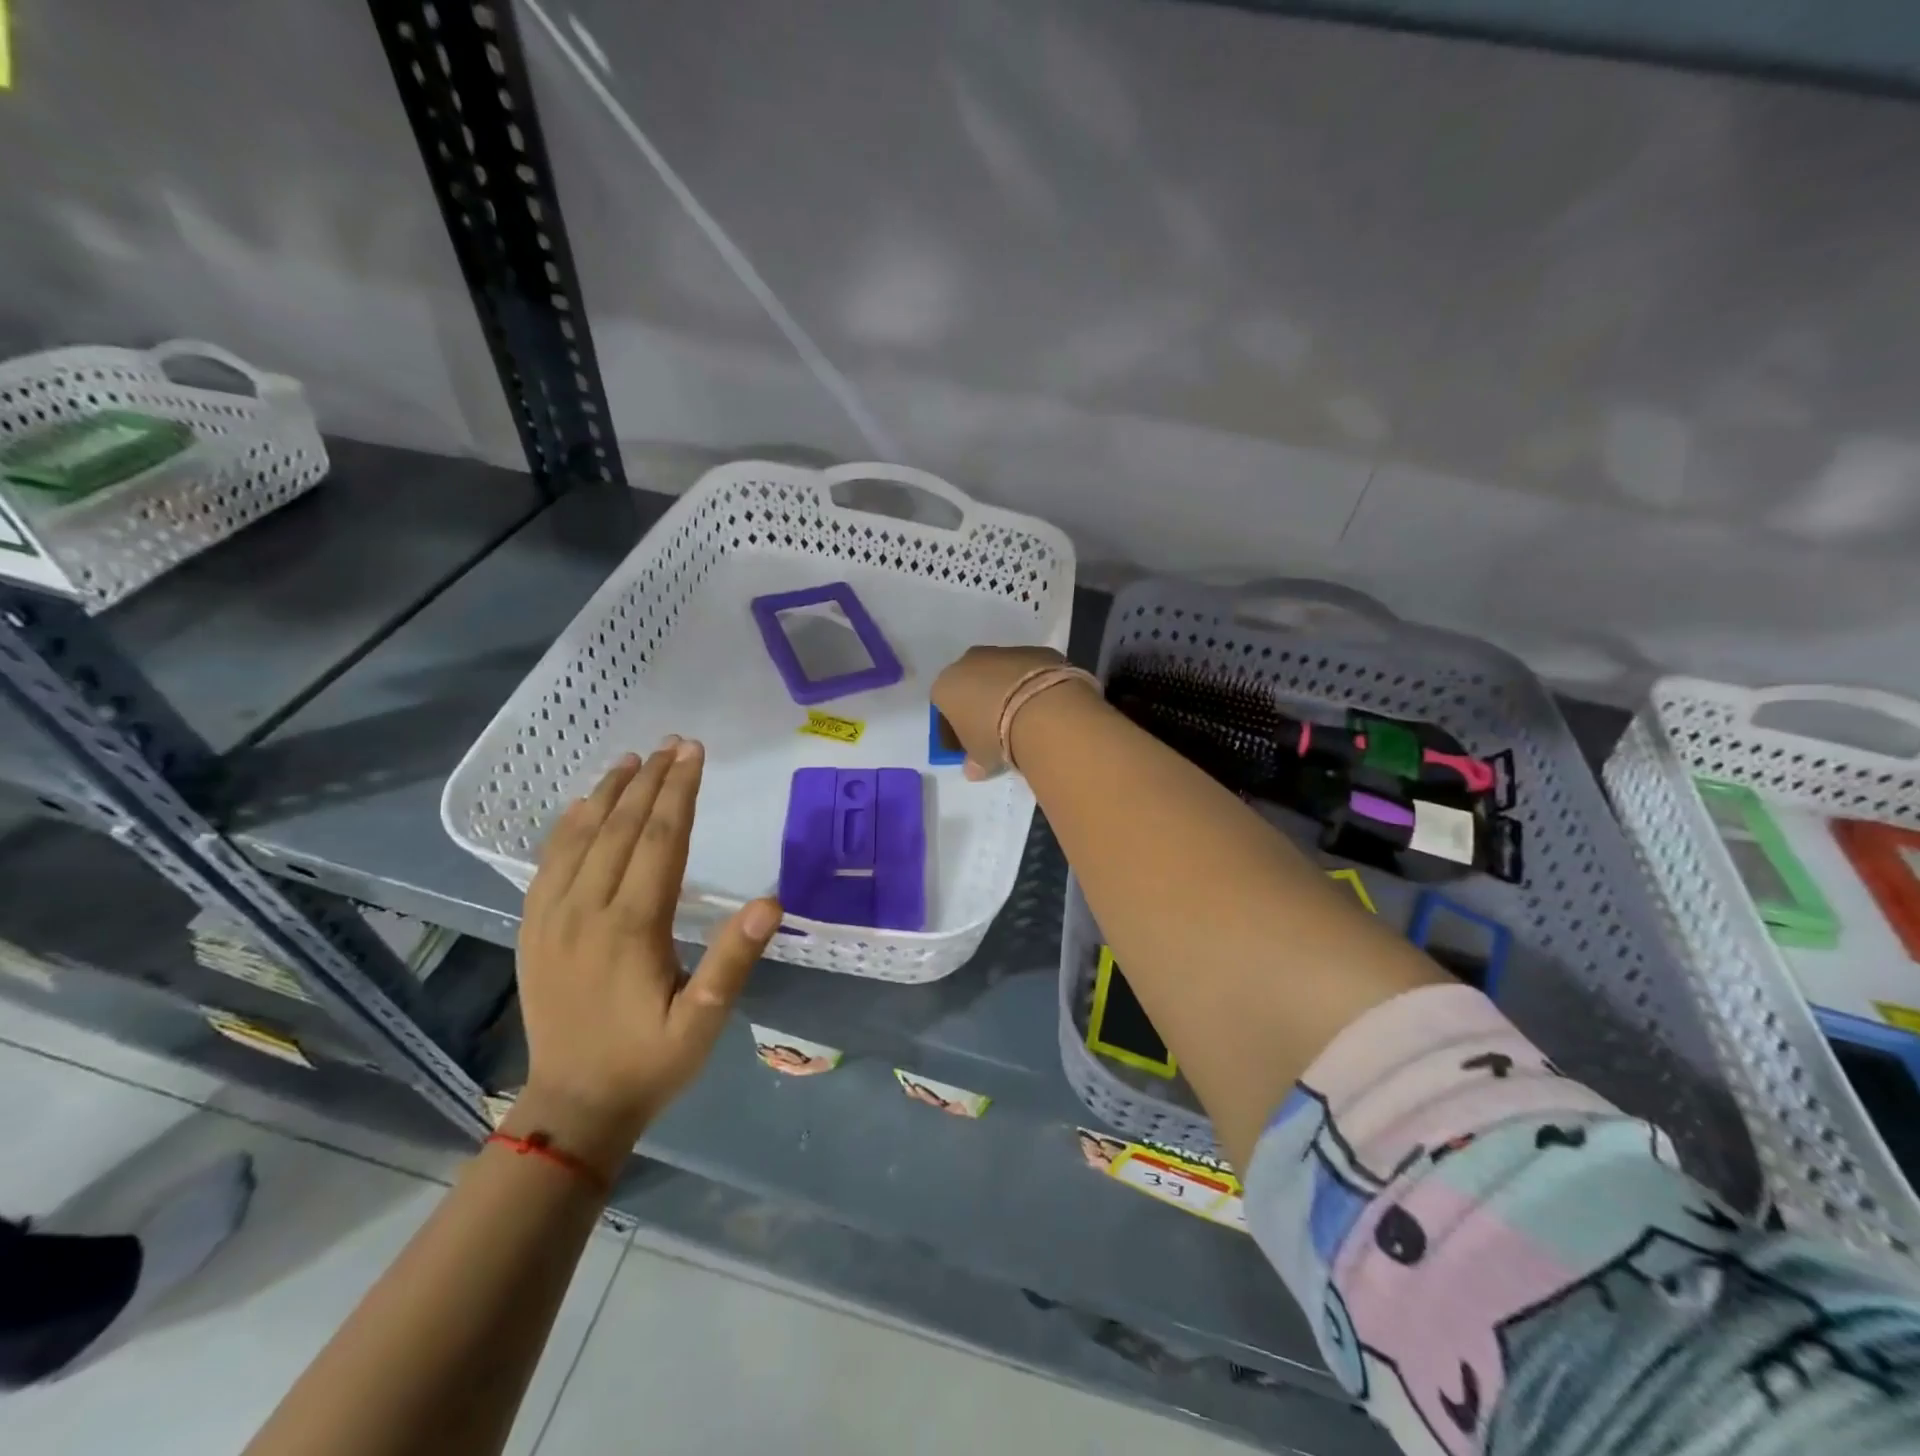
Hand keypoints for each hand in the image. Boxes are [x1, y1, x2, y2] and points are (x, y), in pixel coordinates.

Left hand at [513, 739, 780, 1168]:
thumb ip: (733, 960)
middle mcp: (587, 910)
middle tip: (674, 743)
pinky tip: (581, 805)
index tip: (695, 753)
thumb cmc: (650, 1062)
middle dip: (651, 781)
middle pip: (621, 828)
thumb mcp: (704, 1021)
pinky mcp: (533, 930)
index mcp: (632, 927)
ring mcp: (552, 918)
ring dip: (608, 793)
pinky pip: (547, 863)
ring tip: (632, 758)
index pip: (660, 840)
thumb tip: (770, 902)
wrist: (572, 1108)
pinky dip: (567, 825)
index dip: (680, 792)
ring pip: (580, 838)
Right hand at [931, 645, 1083, 777]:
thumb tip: (973, 770)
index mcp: (945, 686)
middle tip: (996, 728)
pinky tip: (1042, 703)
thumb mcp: (980, 757)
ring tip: (1024, 716)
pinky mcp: (1033, 649)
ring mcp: (1002, 651)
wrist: (1039, 707)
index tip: (969, 741)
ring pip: (998, 672)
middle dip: (979, 702)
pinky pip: (1026, 669)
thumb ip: (973, 761)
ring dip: (1006, 689)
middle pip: (969, 683)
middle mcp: (967, 662)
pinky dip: (1030, 682)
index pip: (943, 705)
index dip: (955, 725)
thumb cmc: (995, 735)